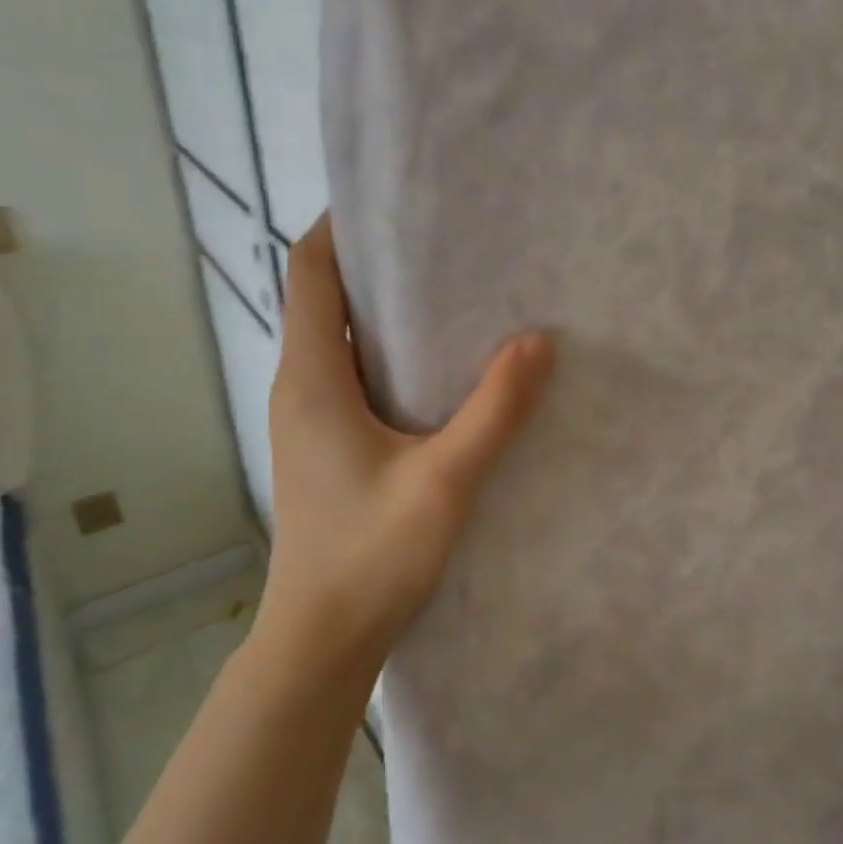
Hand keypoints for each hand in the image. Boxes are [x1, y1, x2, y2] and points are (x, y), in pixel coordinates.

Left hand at [253, 216, 555, 672]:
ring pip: (342, 338)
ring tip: (456, 288)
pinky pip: (356, 374)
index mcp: (312, 377)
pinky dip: (391, 351)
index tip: (394, 201)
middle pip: (326, 298)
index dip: (340, 227)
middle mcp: (302, 385)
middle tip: (447, 239)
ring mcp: (312, 417)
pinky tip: (445, 362)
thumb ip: (495, 409)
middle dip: (377, 262)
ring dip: (386, 309)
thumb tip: (539, 339)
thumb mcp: (445, 480)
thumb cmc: (371, 555)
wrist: (322, 642)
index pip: (309, 273)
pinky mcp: (330, 443)